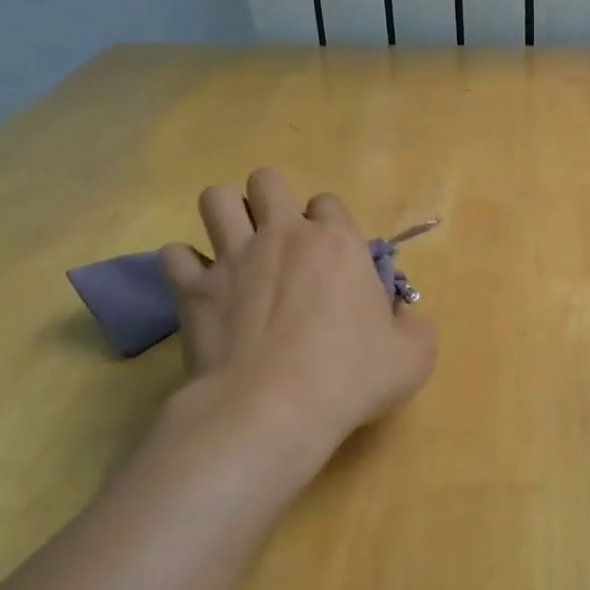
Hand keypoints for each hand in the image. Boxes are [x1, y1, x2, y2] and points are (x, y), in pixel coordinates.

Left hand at [156, 169, 436, 483]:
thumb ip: (414, 327)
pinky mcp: (193, 289)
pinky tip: (200, 286)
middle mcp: (282, 236)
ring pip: (214, 199)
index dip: (329, 222)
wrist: (273, 409)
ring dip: (225, 215)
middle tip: (279, 239)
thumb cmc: (350, 377)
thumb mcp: (413, 355)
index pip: (329, 201)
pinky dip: (185, 266)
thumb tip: (402, 318)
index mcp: (336, 243)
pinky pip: (175, 254)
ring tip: (235, 247)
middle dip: (270, 200)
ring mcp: (232, 258)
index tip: (331, 253)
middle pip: (266, 181)